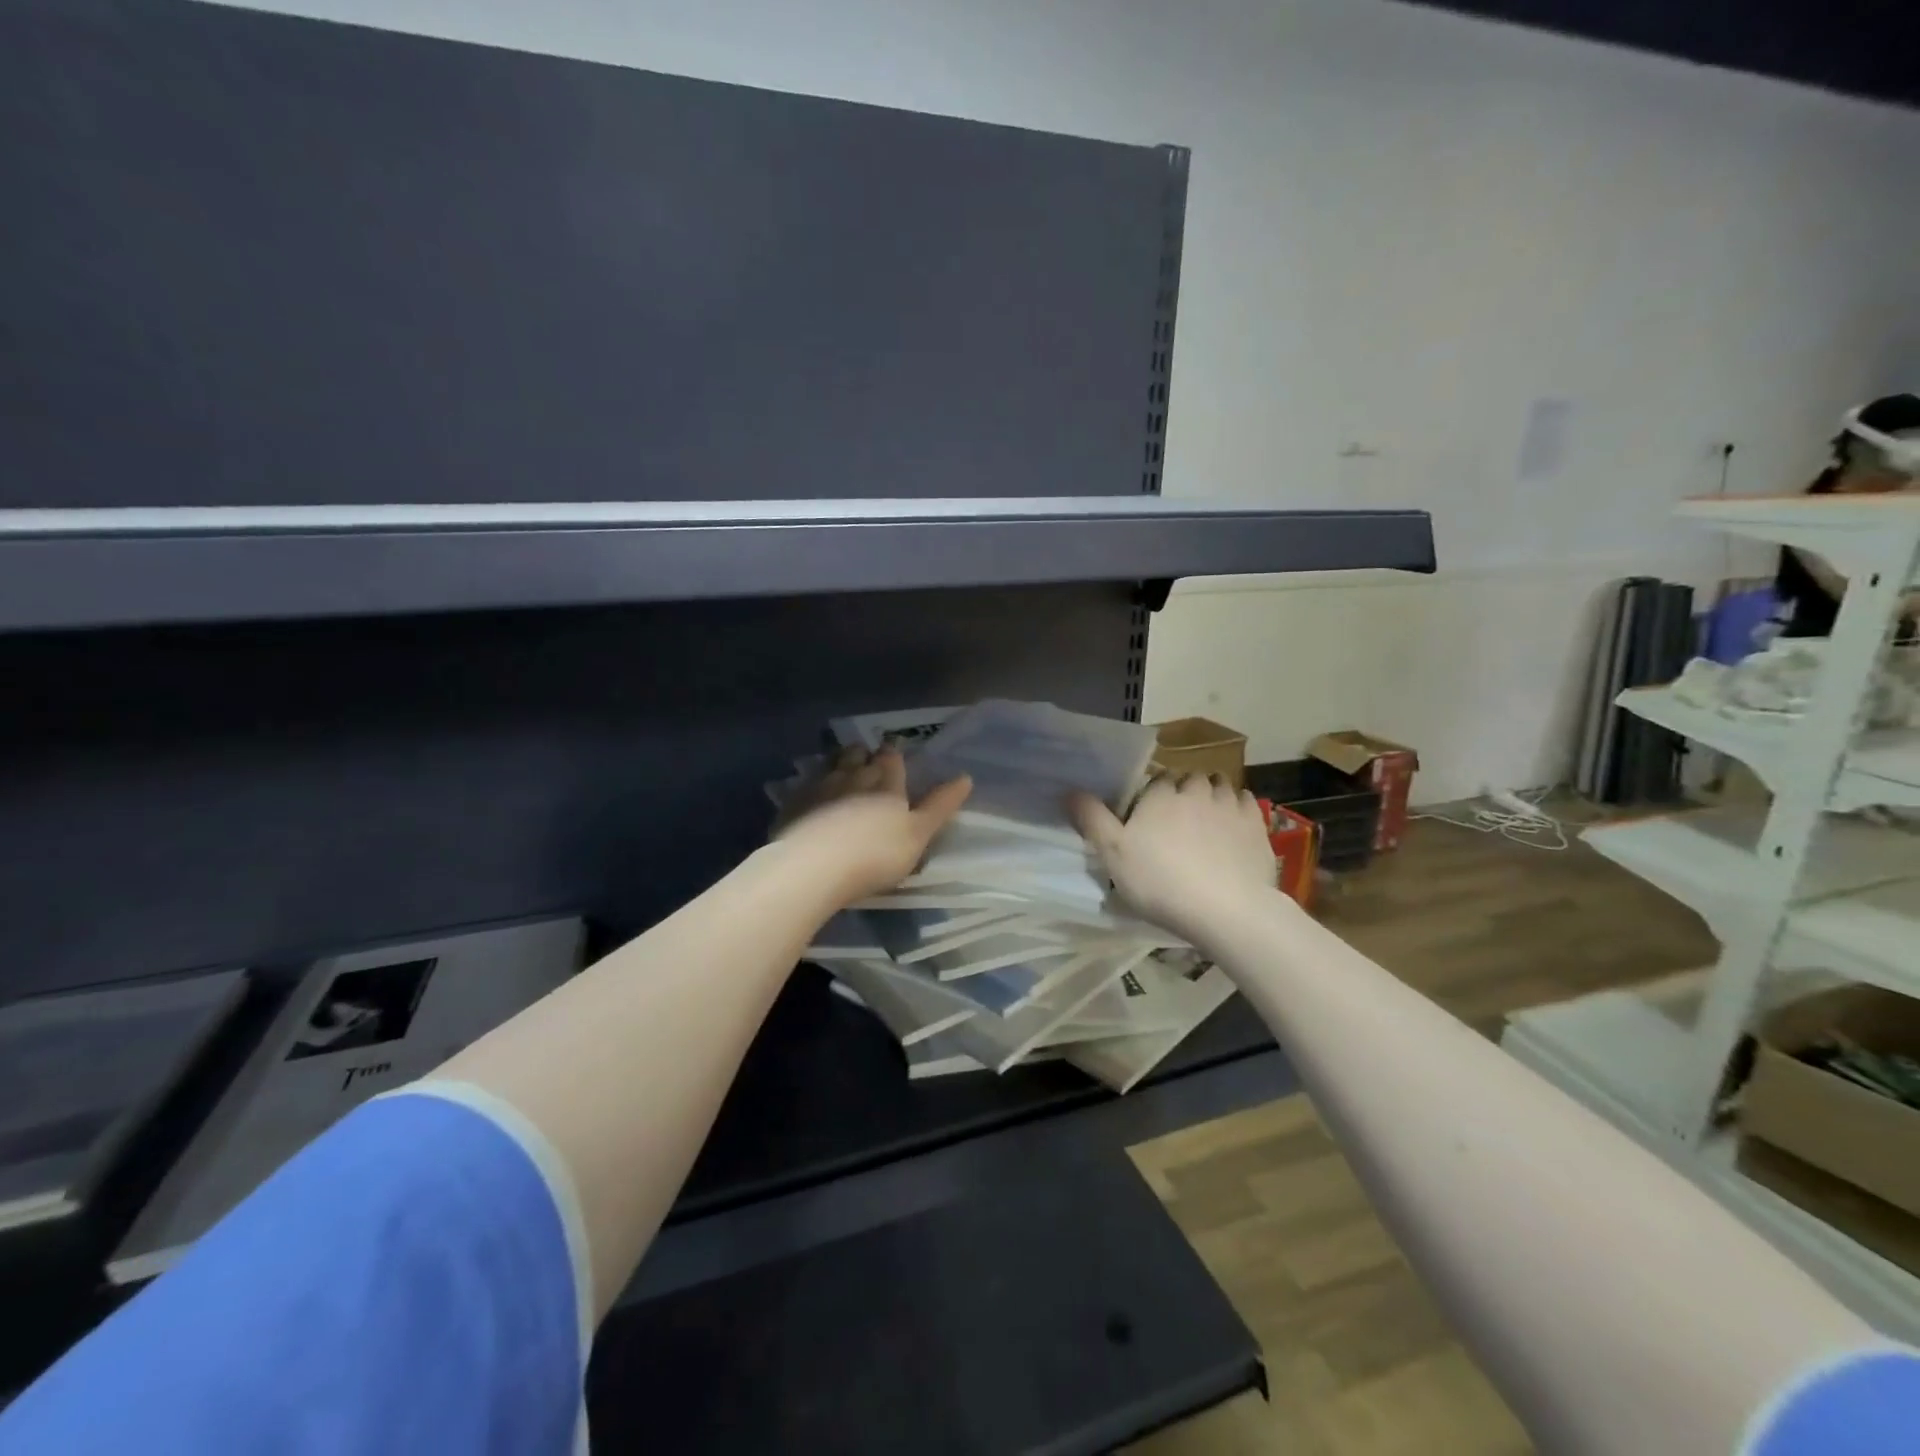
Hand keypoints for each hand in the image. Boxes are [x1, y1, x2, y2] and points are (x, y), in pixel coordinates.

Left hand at [775, 746, 971, 904]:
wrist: (812, 867)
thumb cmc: (875, 854)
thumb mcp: (918, 835)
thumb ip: (940, 806)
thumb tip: (966, 777)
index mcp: (886, 781)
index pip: (892, 757)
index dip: (894, 757)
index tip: (895, 759)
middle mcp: (852, 774)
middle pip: (860, 755)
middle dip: (865, 756)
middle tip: (869, 763)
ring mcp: (819, 786)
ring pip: (832, 764)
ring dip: (840, 764)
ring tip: (843, 774)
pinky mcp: (793, 803)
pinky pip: (807, 784)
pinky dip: (814, 786)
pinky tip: (813, 797)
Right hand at [1069, 774, 1278, 945]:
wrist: (1226, 910)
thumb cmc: (1161, 881)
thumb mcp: (1113, 855)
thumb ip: (1092, 819)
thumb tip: (1069, 790)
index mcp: (1160, 794)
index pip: (1155, 781)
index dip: (1151, 799)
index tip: (1148, 822)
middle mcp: (1195, 789)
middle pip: (1188, 780)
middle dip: (1183, 794)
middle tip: (1176, 825)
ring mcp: (1230, 804)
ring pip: (1219, 786)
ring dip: (1212, 797)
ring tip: (1206, 824)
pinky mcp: (1257, 823)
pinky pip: (1246, 802)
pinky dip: (1238, 808)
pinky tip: (1233, 828)